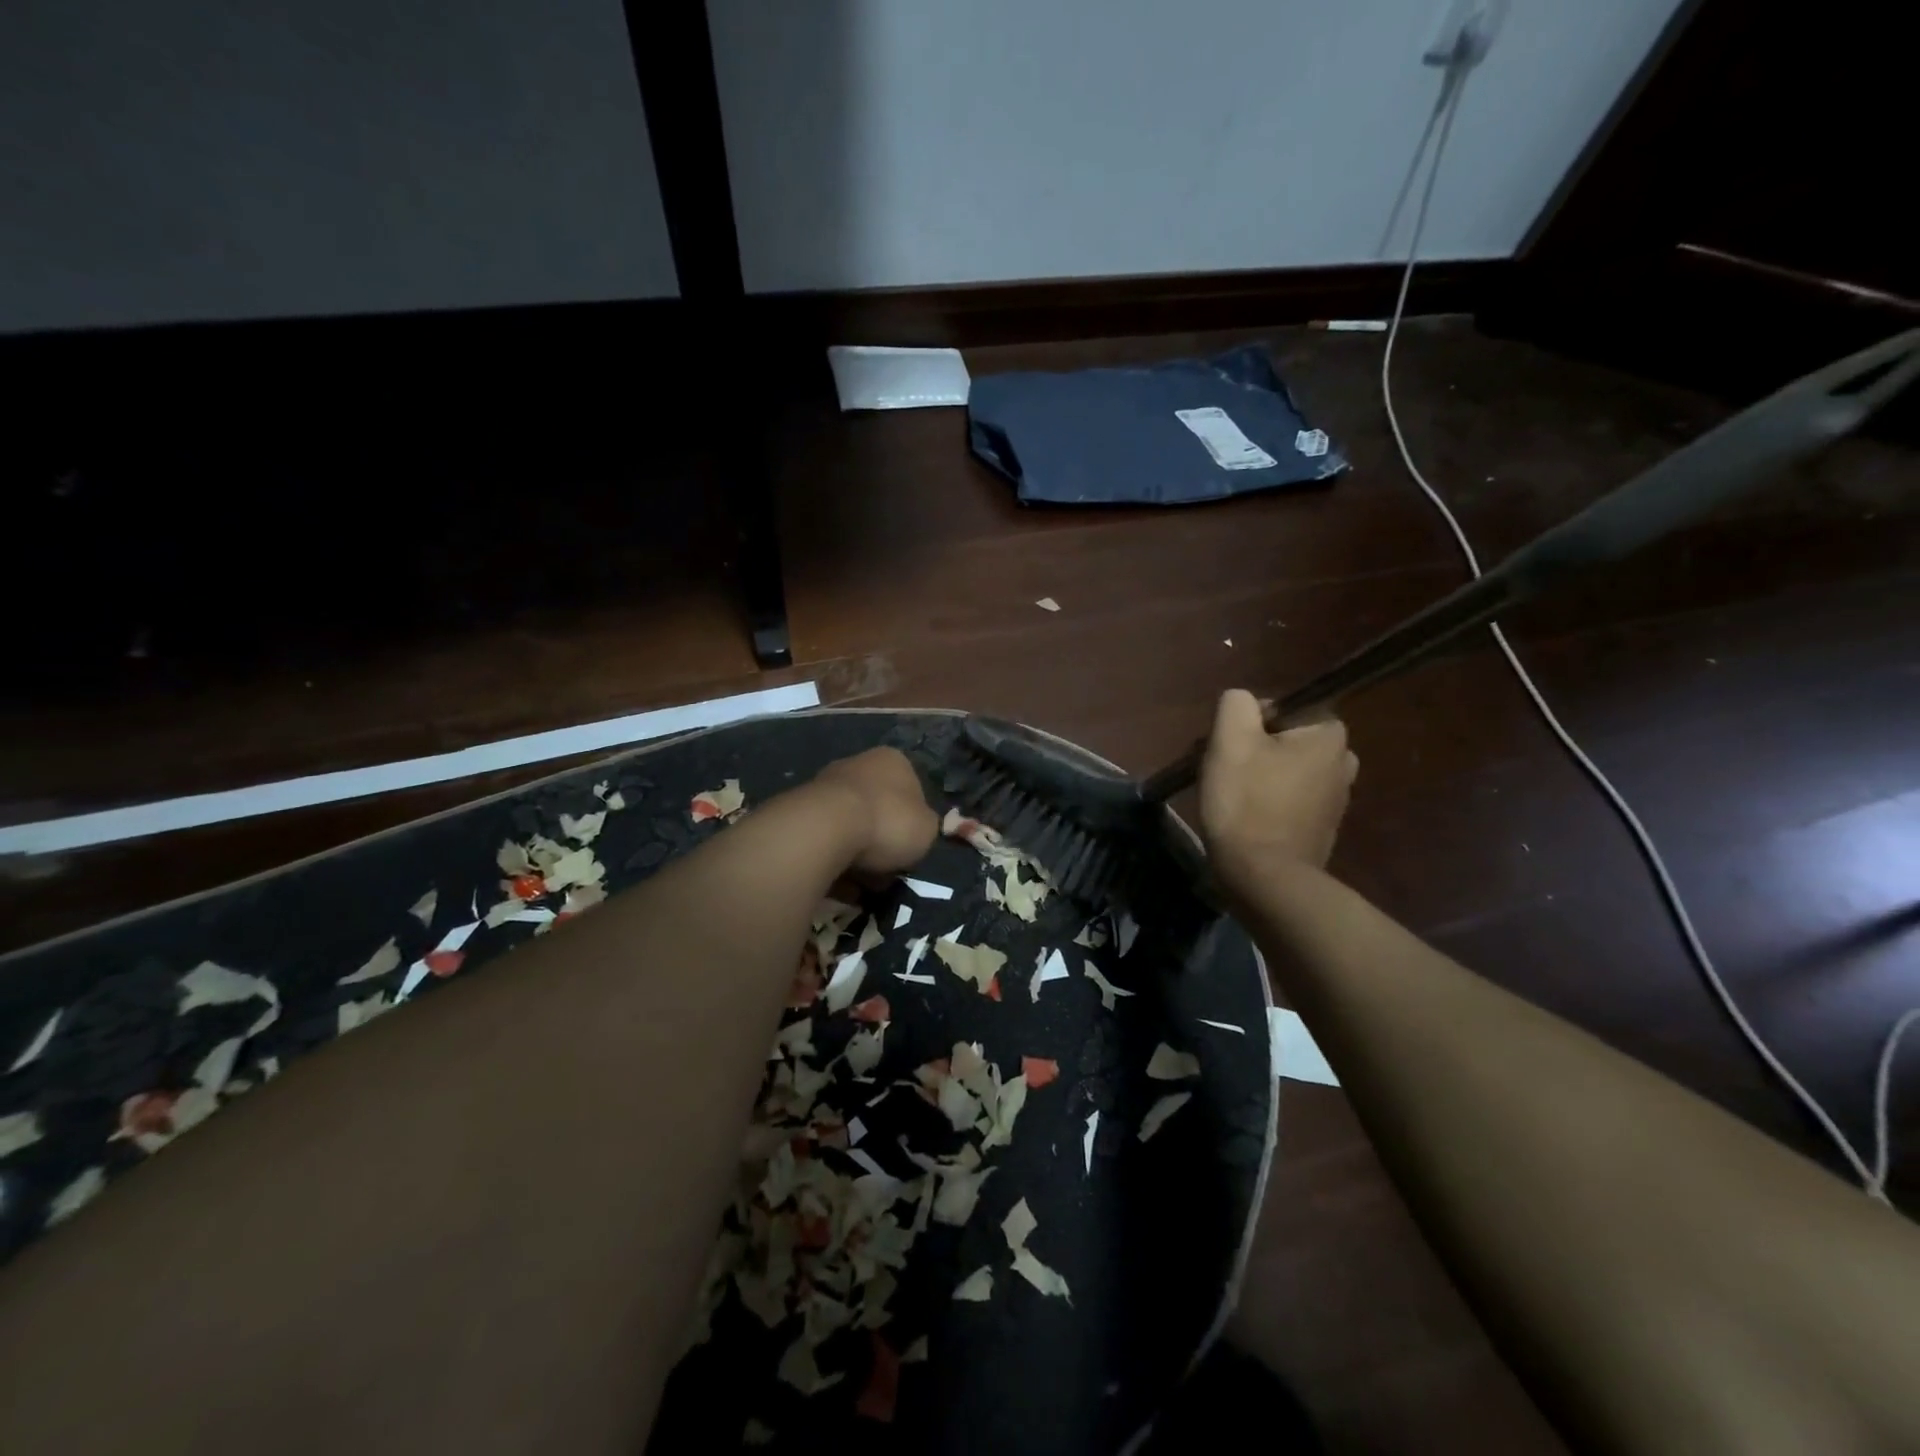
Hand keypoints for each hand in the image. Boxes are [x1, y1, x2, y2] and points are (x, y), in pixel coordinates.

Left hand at [812, 747, 939, 877]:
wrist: (827, 828)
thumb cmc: (888, 822)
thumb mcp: (927, 829)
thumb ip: (925, 827)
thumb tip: (914, 831)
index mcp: (894, 760)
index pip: (912, 791)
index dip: (913, 823)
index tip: (910, 848)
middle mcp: (858, 763)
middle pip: (878, 808)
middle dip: (882, 839)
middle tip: (886, 869)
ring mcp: (826, 784)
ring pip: (851, 825)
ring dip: (856, 852)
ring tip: (861, 882)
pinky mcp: (802, 808)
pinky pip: (827, 839)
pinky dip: (834, 858)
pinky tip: (838, 880)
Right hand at [1200, 689, 1357, 889]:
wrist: (1265, 878)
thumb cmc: (1247, 803)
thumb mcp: (1230, 740)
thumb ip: (1236, 704)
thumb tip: (1243, 703)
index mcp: (1329, 733)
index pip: (1281, 707)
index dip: (1247, 723)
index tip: (1230, 750)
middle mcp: (1343, 760)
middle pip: (1282, 738)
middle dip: (1250, 750)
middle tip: (1223, 773)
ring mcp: (1337, 796)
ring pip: (1284, 768)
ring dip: (1256, 776)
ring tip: (1230, 798)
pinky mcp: (1323, 825)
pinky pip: (1289, 797)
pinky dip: (1267, 801)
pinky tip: (1246, 818)